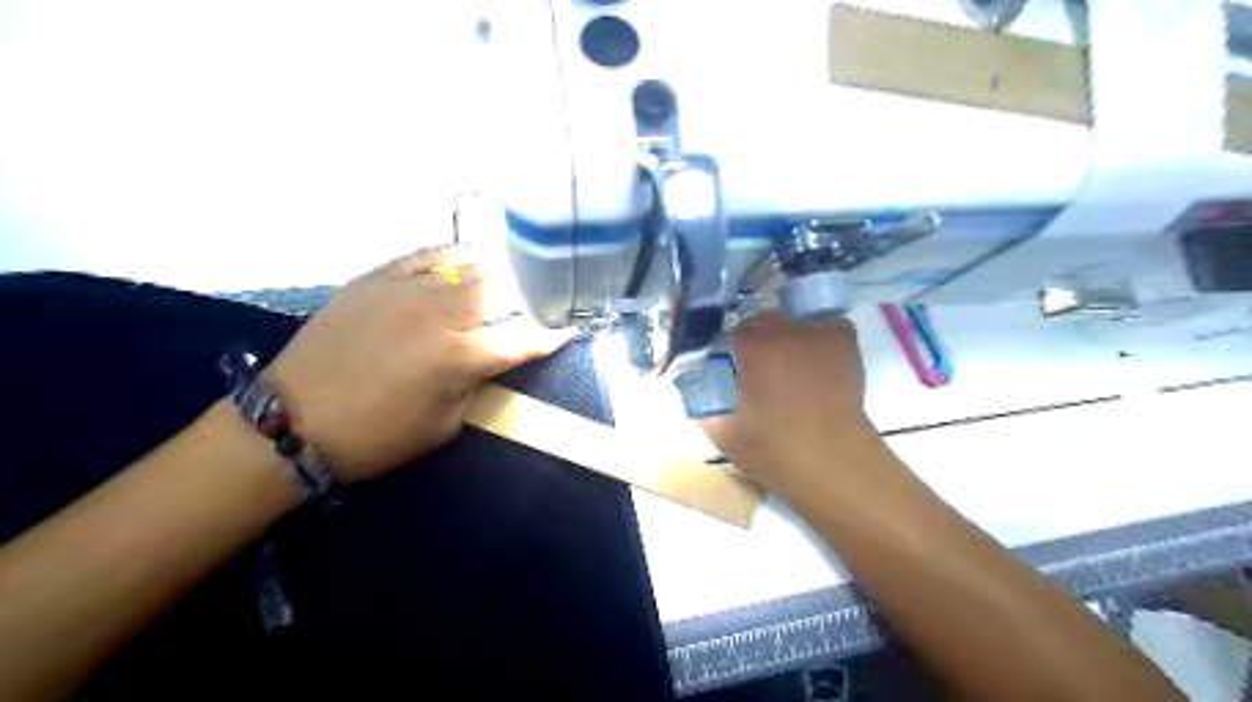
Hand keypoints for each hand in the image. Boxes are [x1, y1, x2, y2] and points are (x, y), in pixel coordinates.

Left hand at [271, 246, 572, 481]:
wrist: (293, 421)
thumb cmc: (378, 436)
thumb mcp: (445, 424)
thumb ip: (478, 383)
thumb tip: (495, 357)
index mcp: (459, 357)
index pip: (522, 338)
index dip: (549, 336)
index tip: (566, 332)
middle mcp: (439, 313)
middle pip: (501, 288)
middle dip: (525, 297)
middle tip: (532, 305)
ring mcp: (406, 289)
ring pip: (468, 265)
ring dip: (493, 275)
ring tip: (503, 281)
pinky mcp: (376, 278)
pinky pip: (426, 255)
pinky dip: (451, 258)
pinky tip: (460, 265)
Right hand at [700, 313, 872, 492]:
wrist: (832, 463)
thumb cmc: (773, 450)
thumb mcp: (721, 430)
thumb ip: (703, 398)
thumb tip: (698, 377)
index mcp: (755, 348)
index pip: (734, 329)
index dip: (731, 349)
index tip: (733, 367)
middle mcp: (787, 332)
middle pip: (764, 320)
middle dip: (758, 340)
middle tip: (759, 370)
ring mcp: (820, 335)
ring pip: (795, 322)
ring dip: (788, 338)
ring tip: (790, 367)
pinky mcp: (845, 344)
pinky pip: (827, 327)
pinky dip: (819, 338)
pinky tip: (816, 361)